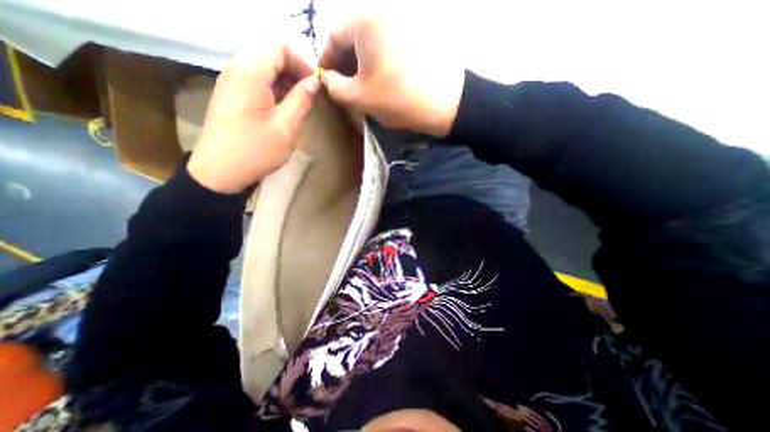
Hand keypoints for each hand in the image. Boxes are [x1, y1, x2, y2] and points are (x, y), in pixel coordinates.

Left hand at [188, 44, 320, 192]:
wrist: (219, 171)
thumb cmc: (255, 150)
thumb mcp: (285, 127)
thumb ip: (301, 100)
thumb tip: (314, 82)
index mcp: (250, 73)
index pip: (280, 48)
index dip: (302, 63)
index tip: (315, 86)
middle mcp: (236, 69)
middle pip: (271, 56)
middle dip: (295, 72)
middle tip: (310, 97)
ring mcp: (231, 82)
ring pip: (264, 69)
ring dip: (286, 82)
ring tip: (299, 104)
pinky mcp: (231, 95)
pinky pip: (256, 82)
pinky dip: (274, 90)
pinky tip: (283, 109)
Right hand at [319, 15, 462, 135]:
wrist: (446, 103)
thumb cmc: (398, 98)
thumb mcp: (359, 97)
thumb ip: (334, 87)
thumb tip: (327, 79)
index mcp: (365, 21)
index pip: (333, 36)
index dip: (326, 60)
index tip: (326, 81)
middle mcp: (384, 14)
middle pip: (353, 38)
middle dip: (344, 64)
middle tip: (343, 88)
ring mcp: (403, 25)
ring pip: (371, 45)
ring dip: (362, 66)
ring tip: (362, 89)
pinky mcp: (416, 39)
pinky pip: (388, 48)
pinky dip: (379, 64)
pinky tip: (380, 82)